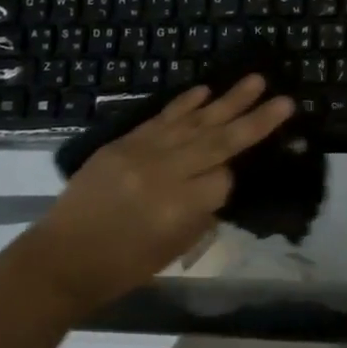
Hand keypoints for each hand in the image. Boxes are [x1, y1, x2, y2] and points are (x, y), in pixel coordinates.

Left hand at [20, 75, 295, 314]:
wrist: (62, 258)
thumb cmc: (122, 267)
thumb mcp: (172, 249)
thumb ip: (201, 213)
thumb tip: (220, 181)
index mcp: (178, 208)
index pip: (224, 179)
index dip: (234, 176)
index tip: (235, 178)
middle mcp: (165, 174)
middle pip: (218, 142)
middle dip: (254, 120)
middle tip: (285, 99)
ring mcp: (142, 152)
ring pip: (194, 122)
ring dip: (228, 100)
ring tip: (256, 80)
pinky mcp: (124, 142)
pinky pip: (162, 118)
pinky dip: (185, 103)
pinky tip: (206, 90)